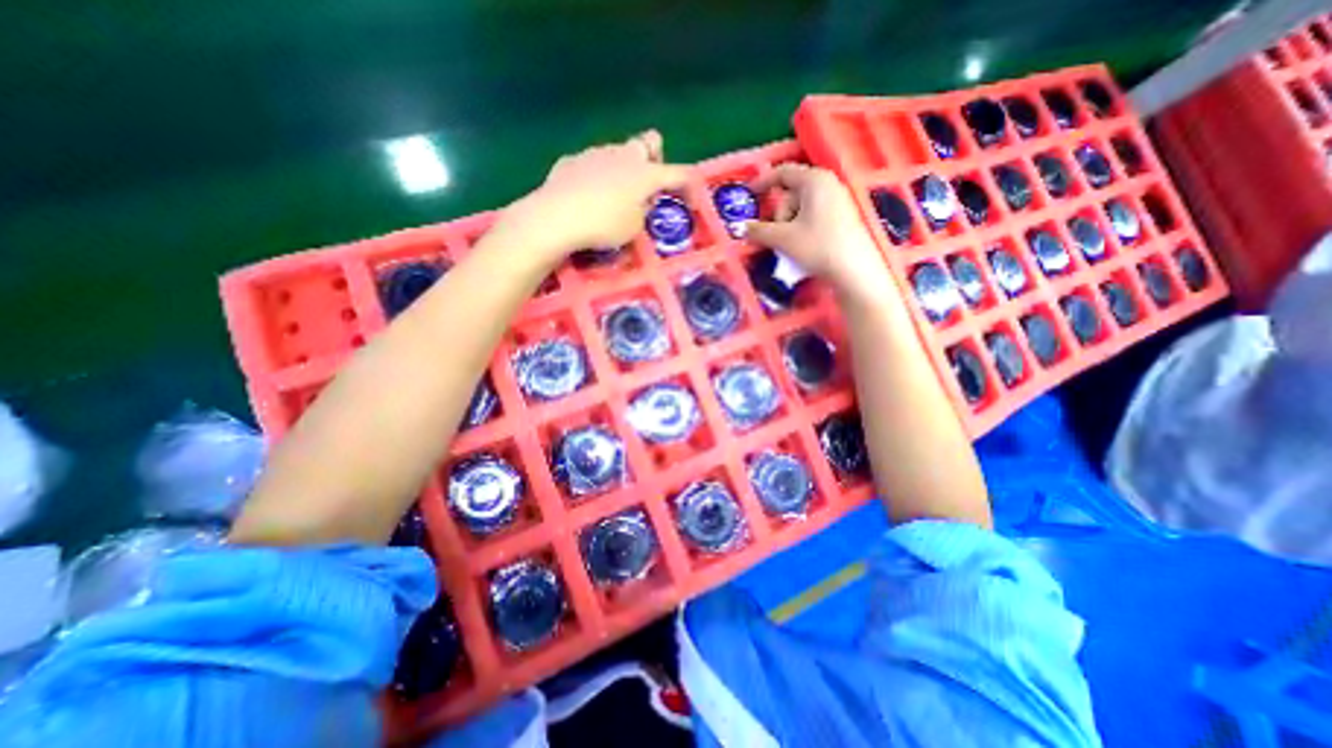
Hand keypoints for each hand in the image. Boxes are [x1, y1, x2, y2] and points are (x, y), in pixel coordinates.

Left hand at [494, 128, 692, 261]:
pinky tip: (587, 195)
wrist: (557, 216)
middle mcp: (623, 156)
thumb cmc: (604, 226)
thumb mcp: (634, 229)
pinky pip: (591, 164)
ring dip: (622, 168)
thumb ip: (642, 212)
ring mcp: (595, 154)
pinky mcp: (572, 160)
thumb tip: (640, 202)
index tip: (691, 194)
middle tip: (648, 179)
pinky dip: (595, 176)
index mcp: (645, 174)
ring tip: (614, 194)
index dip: (687, 183)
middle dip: (653, 156)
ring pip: (617, 152)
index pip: (676, 173)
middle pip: (647, 142)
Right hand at [744, 164, 887, 298]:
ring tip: (789, 245)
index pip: (782, 172)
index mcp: (814, 180)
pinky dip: (800, 228)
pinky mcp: (841, 216)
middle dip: (778, 215)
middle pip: (790, 193)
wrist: (853, 270)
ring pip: (800, 207)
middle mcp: (827, 183)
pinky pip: (812, 216)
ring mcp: (837, 199)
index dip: (762, 182)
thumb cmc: (817, 246)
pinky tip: (801, 246)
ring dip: (787, 225)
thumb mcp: (782, 239)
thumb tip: (742, 228)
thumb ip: (758, 231)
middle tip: (776, 236)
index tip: (748, 194)